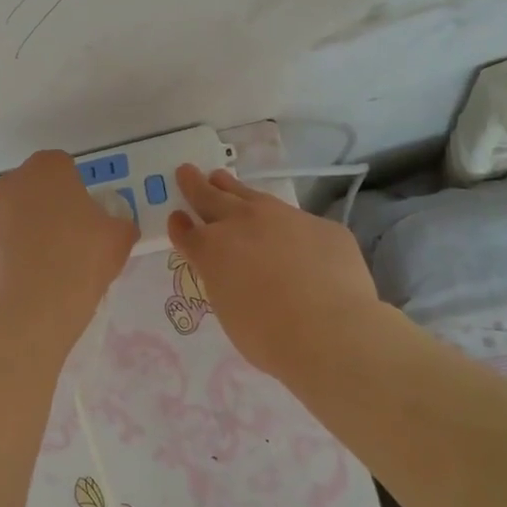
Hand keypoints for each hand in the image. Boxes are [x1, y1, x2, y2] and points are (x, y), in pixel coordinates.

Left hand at [0, 150, 137, 342]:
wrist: (37, 304)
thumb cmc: (83, 257)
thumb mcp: (120, 237)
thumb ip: (119, 223)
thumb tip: (116, 227)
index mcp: (47, 169)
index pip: (63, 166)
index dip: (76, 188)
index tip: (86, 213)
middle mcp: (12, 182)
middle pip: (34, 187)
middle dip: (49, 204)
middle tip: (70, 233)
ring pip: (15, 213)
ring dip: (29, 226)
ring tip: (50, 259)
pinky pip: (3, 241)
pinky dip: (15, 251)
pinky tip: (32, 274)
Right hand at [166, 165, 381, 381]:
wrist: (329, 330)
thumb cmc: (267, 335)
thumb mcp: (229, 309)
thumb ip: (226, 281)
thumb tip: (237, 273)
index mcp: (212, 249)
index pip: (186, 232)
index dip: (180, 226)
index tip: (176, 217)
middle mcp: (242, 223)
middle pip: (211, 197)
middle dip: (196, 185)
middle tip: (186, 171)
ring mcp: (285, 218)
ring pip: (252, 196)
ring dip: (233, 188)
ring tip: (222, 178)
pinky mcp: (322, 226)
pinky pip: (299, 222)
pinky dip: (287, 227)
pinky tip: (293, 236)